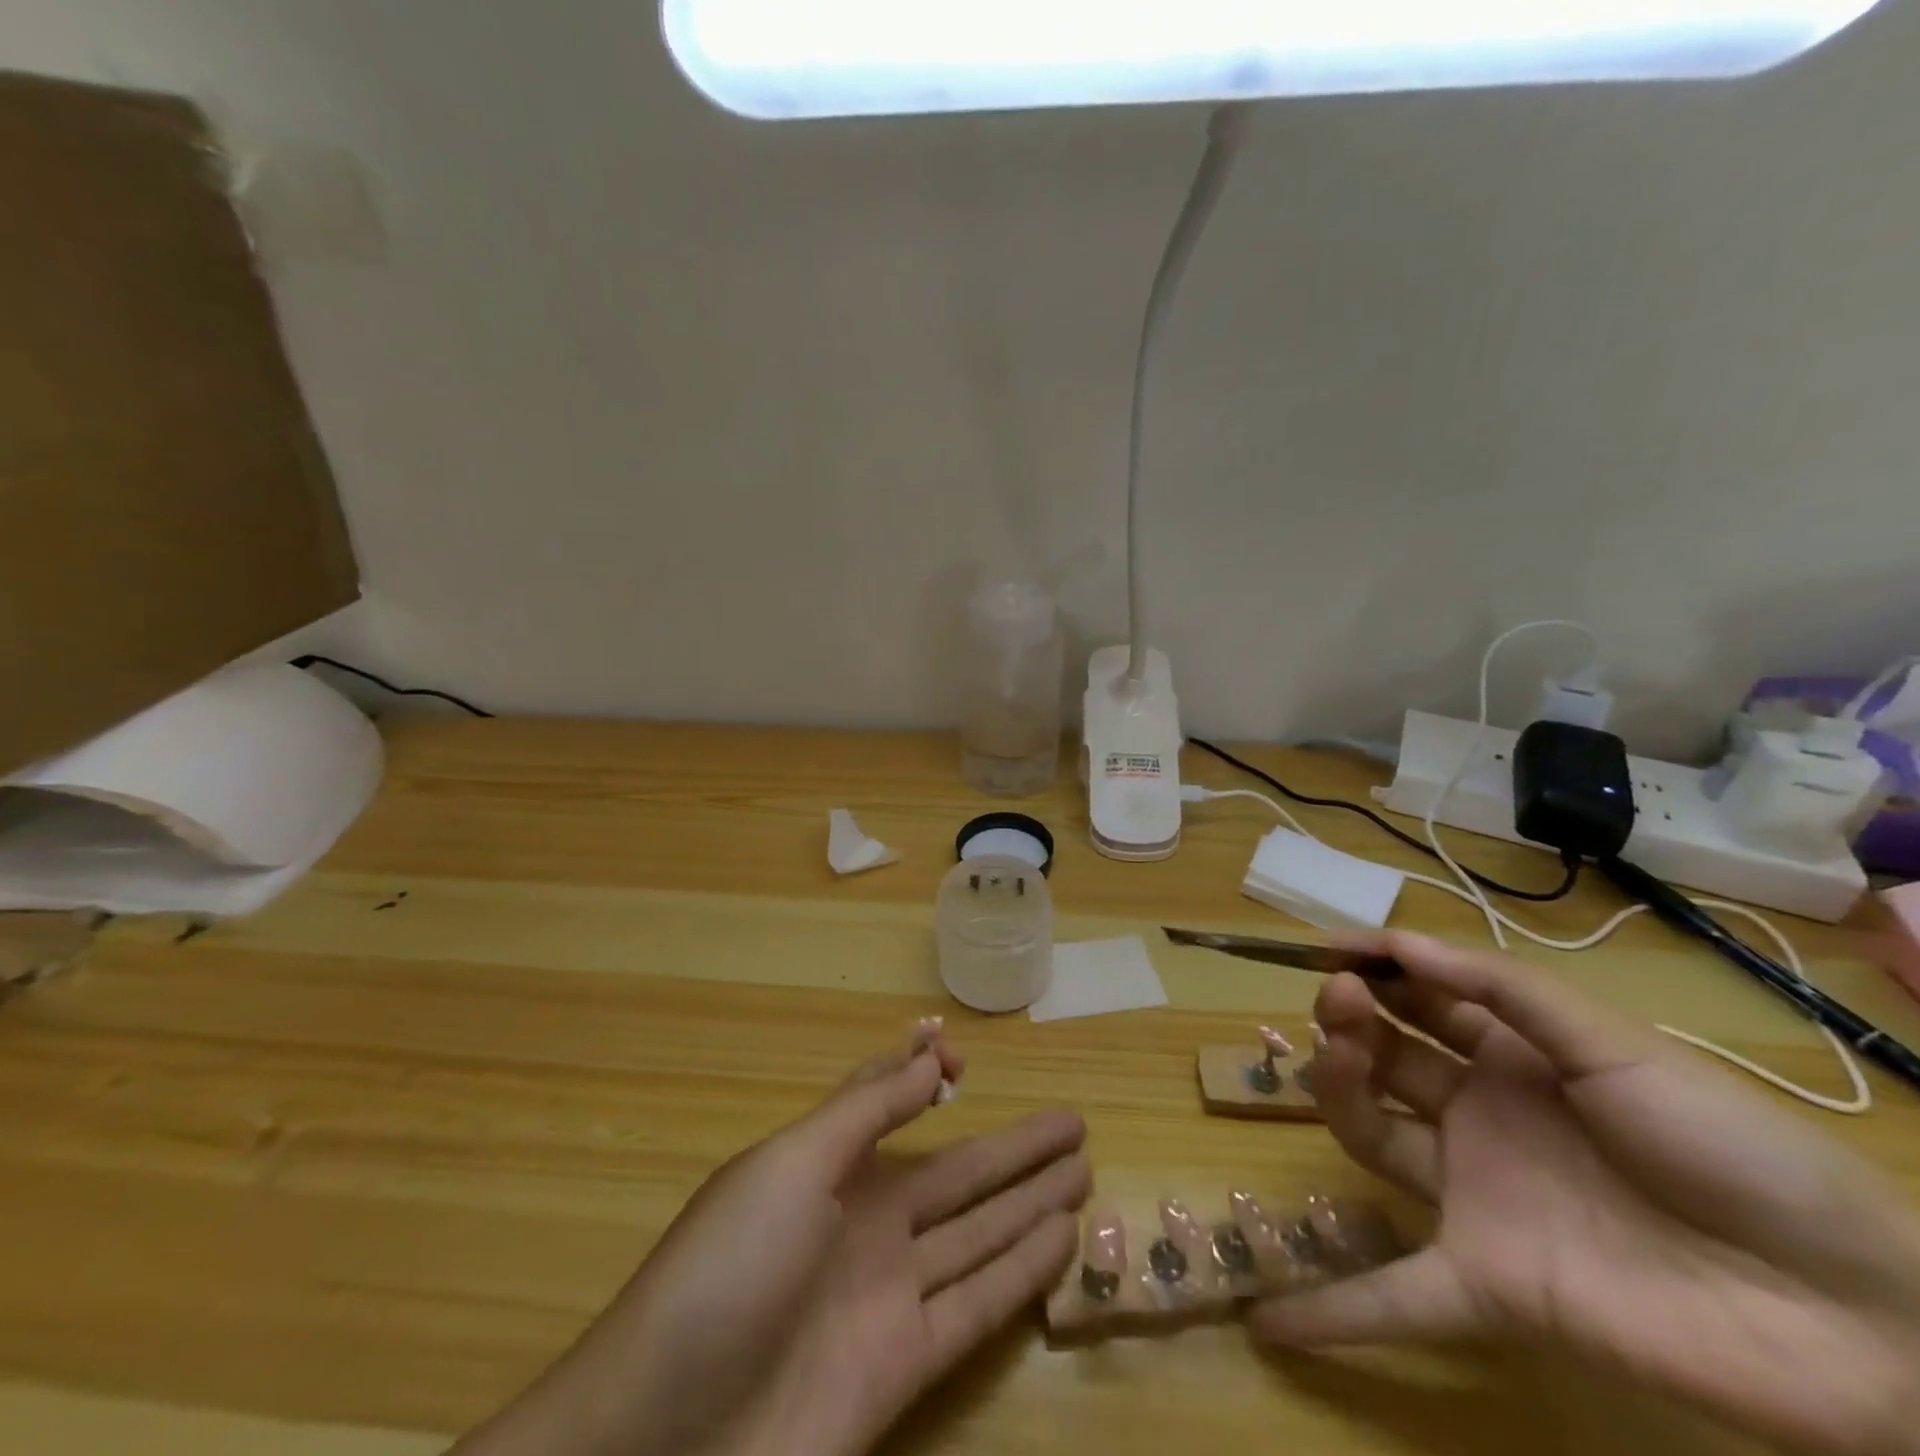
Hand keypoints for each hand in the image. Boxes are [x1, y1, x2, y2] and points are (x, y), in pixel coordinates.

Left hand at [453, 1022, 1087, 1455]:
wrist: (659, 1446)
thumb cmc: (725, 1272)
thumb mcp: (791, 1165)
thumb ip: (866, 1110)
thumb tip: (929, 1054)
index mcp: (829, 1167)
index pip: (888, 1105)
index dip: (923, 1076)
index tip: (967, 1053)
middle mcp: (866, 1223)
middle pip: (958, 1173)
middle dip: (1014, 1147)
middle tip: (1073, 1120)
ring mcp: (888, 1295)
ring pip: (980, 1233)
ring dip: (1031, 1201)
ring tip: (1082, 1168)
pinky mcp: (906, 1368)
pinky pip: (978, 1304)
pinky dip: (1022, 1271)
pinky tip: (1061, 1239)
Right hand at [1251, 932, 1919, 1455]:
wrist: (1862, 1316)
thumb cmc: (1731, 1146)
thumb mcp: (1613, 1044)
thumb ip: (1499, 989)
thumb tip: (1394, 942)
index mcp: (1513, 1057)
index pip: (1418, 997)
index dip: (1373, 967)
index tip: (1330, 948)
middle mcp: (1481, 1117)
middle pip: (1383, 1057)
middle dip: (1349, 1017)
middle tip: (1341, 1000)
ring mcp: (1477, 1198)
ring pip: (1373, 1134)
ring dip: (1335, 1090)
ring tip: (1337, 1057)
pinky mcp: (1489, 1283)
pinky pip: (1399, 1298)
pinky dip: (1335, 1311)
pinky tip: (1273, 1322)